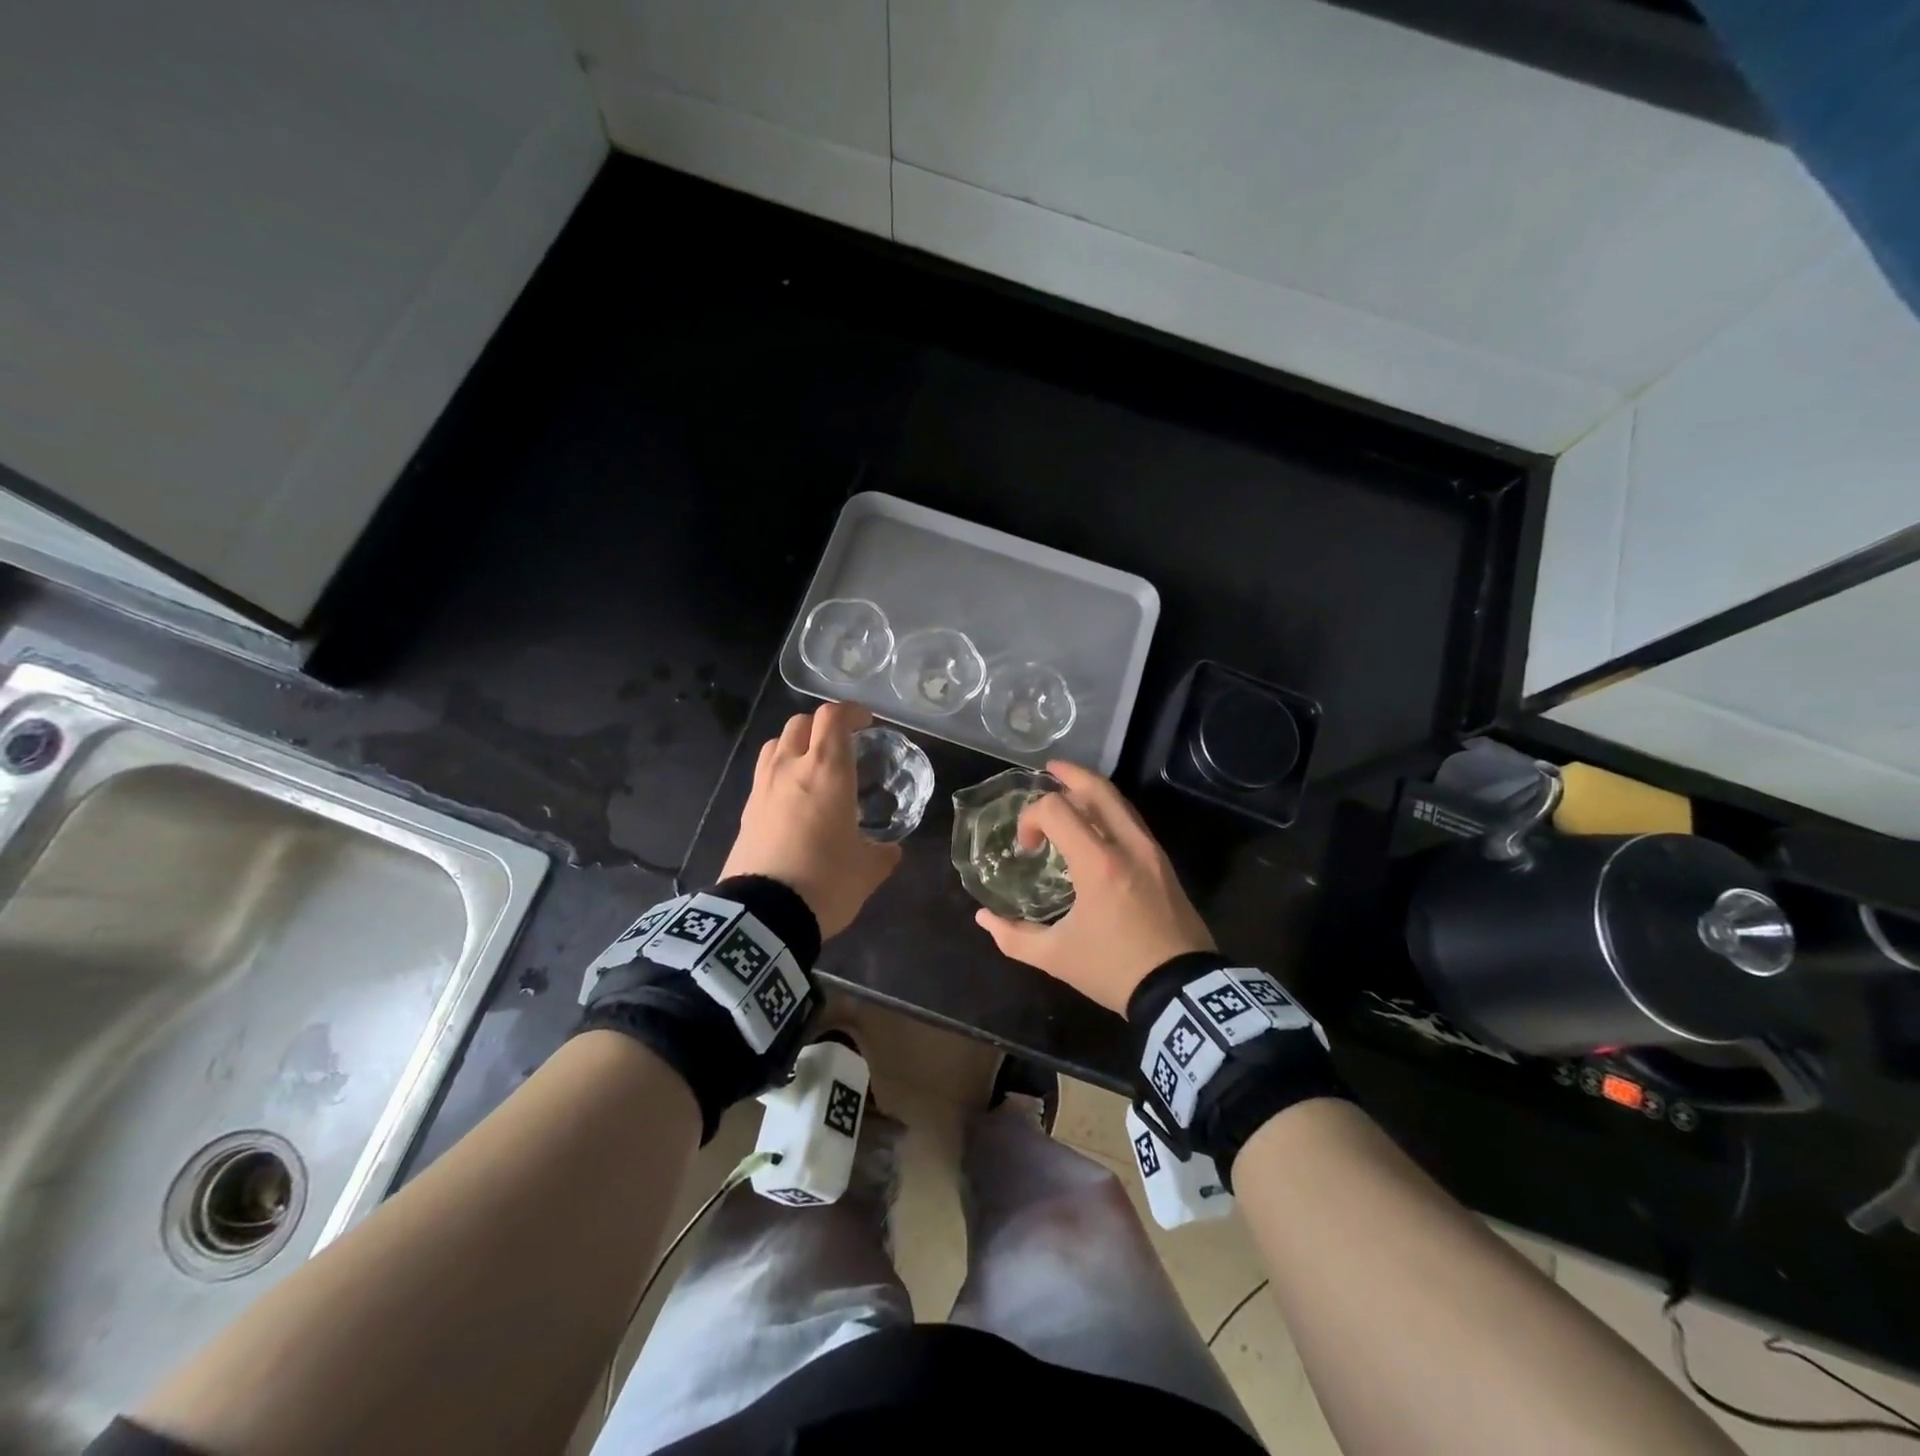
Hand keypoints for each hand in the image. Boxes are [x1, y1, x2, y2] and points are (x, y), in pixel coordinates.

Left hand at [721, 701, 901, 938]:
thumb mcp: (867, 870)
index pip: (833, 717)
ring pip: (776, 744)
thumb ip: (882, 853)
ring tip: (812, 766)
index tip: (866, 723)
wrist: (763, 916)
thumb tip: (890, 850)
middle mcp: (791, 768)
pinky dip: (780, 773)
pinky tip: (792, 800)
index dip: (851, 712)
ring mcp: (762, 788)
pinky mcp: (745, 811)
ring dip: (796, 744)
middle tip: (841, 745)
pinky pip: (763, 775)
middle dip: (823, 726)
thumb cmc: (826, 882)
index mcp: (827, 771)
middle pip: (800, 723)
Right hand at [973, 761, 1214, 1013]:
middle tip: (1048, 770)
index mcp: (1098, 862)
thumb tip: (983, 918)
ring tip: (1069, 792)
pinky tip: (1096, 826)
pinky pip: (1133, 821)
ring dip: (1091, 791)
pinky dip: (1110, 811)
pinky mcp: (1164, 863)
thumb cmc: (1115, 969)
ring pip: (1120, 802)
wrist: (1183, 990)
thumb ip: (1013, 936)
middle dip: (1068, 775)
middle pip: (1097, 789)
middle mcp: (1128, 845)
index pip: (1057, 809)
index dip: (1032, 817)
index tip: (1028, 848)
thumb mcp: (1056, 957)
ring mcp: (1151, 851)